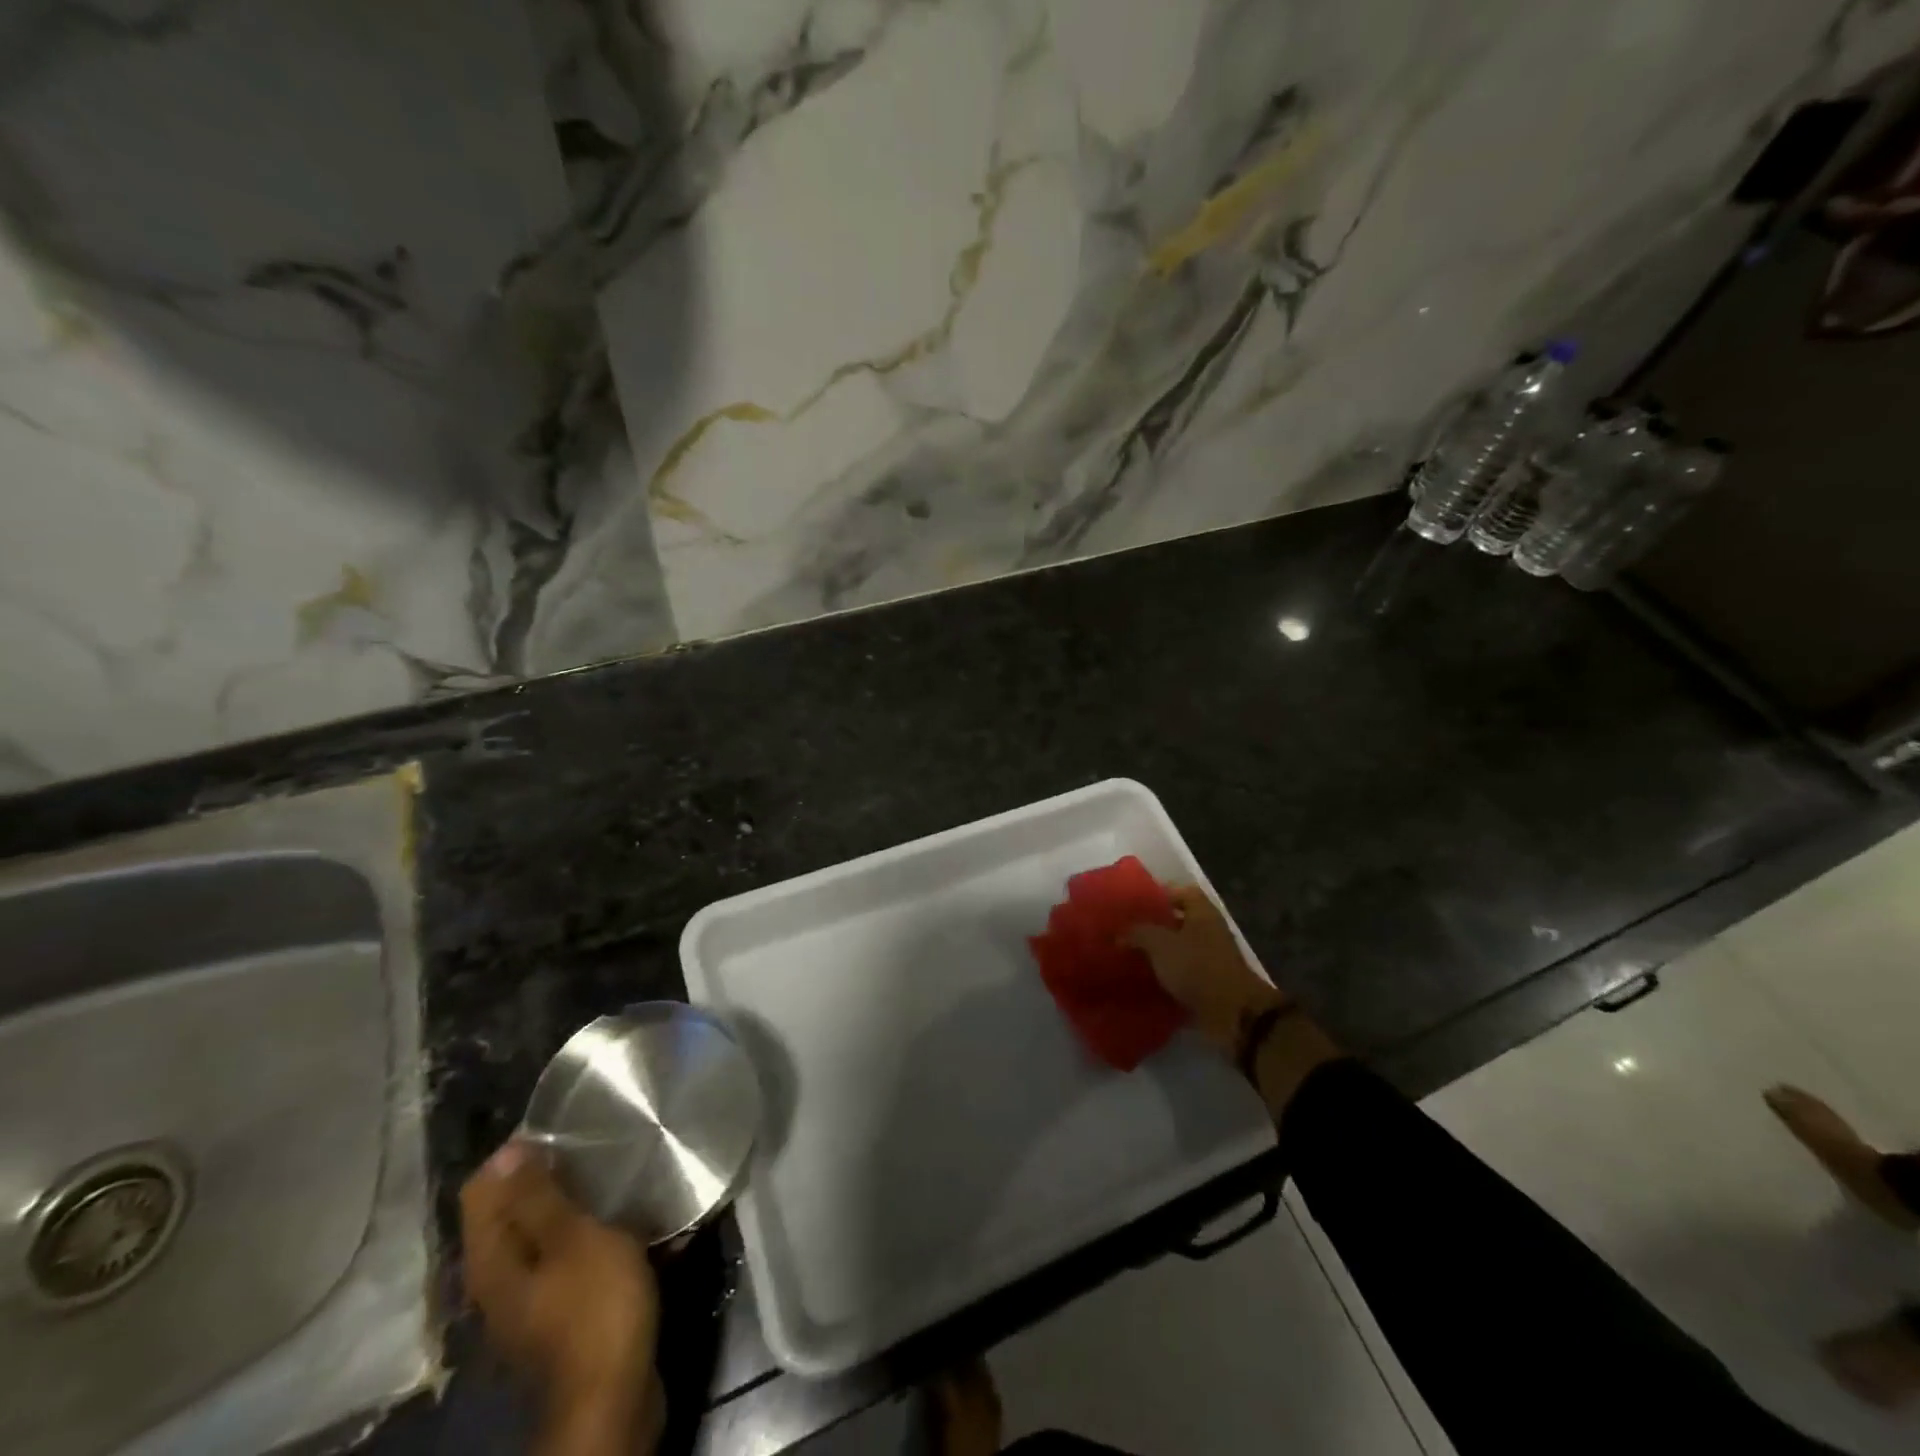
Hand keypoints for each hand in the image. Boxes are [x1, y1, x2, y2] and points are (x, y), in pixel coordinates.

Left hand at [461, 1142, 662, 1455]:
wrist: (615, 1394)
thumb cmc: (594, 1307)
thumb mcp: (572, 1240)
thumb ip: (539, 1196)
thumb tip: (509, 1150)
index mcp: (492, 1258)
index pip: (483, 1188)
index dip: (517, 1153)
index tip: (566, 1131)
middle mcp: (500, 1276)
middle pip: (514, 1208)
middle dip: (553, 1174)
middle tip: (598, 1148)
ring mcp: (531, 1296)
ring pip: (546, 1229)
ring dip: (579, 1202)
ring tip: (619, 1175)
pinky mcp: (563, 1308)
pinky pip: (571, 1253)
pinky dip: (594, 1231)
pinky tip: (631, 1219)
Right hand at [1128, 885, 1340, 1119]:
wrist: (1232, 1014)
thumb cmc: (1197, 967)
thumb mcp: (1160, 944)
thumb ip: (1138, 933)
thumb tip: (1119, 933)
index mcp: (1202, 913)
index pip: (1181, 891)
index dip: (1159, 894)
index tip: (1134, 903)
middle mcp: (1209, 931)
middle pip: (1178, 921)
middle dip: (1153, 925)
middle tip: (1126, 930)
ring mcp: (1211, 958)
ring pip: (1179, 949)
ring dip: (1158, 953)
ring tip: (1129, 956)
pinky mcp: (1208, 984)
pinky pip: (1182, 974)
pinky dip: (1166, 977)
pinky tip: (1143, 980)